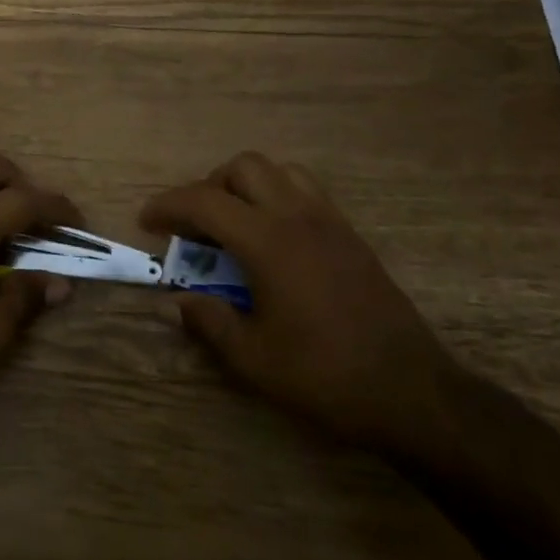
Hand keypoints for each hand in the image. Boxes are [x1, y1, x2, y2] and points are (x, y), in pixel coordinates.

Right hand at [143, 152, 461, 455]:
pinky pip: (307, 191)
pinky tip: (274, 240)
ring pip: (280, 171)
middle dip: (210, 186)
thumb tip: (172, 303)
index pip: (205, 201)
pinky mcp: (352, 235)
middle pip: (243, 167)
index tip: (147, 221)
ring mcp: (330, 222)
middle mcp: (298, 217)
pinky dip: (278, 197)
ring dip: (248, 186)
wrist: (412, 392)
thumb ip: (208, 321)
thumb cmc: (325, 375)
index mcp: (268, 241)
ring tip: (235, 225)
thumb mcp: (253, 358)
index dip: (168, 204)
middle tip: (196, 226)